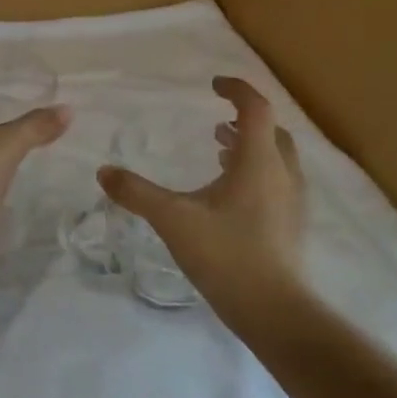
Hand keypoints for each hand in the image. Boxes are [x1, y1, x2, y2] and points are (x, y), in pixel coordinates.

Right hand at [97, 77, 306, 326]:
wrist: (275, 313)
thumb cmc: (226, 255)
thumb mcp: (173, 220)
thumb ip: (137, 193)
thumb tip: (104, 171)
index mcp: (258, 161)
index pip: (255, 108)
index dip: (236, 90)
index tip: (213, 85)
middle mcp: (282, 174)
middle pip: (271, 130)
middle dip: (245, 119)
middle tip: (217, 122)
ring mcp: (292, 201)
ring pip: (277, 157)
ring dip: (251, 146)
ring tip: (221, 151)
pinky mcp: (292, 225)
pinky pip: (277, 181)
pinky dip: (257, 171)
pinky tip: (231, 194)